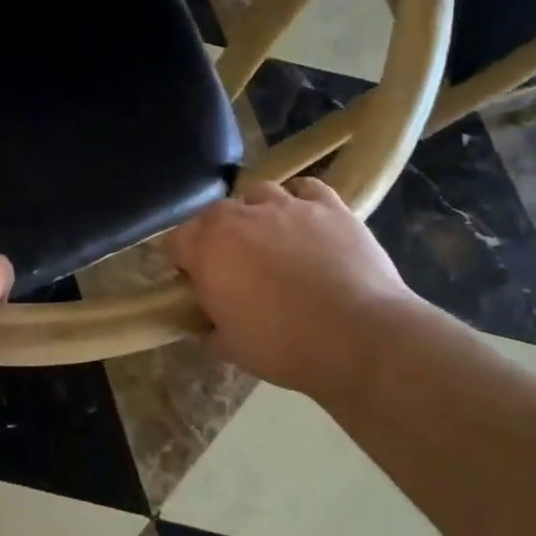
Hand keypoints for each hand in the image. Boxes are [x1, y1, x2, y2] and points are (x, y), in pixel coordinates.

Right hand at [167, 178, 418, 394]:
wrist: (359, 337)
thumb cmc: (284, 346)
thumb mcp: (231, 347)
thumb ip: (210, 326)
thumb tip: (207, 321)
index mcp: (208, 248)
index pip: (176, 240)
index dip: (183, 260)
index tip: (195, 280)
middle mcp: (240, 216)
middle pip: (215, 213)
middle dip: (218, 234)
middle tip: (234, 265)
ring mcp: (286, 205)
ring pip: (258, 192)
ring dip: (257, 211)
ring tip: (272, 237)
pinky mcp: (329, 206)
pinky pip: (306, 188)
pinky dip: (301, 199)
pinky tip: (307, 219)